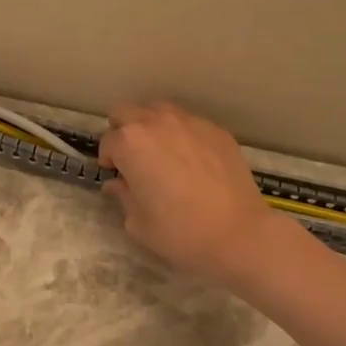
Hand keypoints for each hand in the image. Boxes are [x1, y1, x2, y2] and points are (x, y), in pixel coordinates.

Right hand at [99, 102, 277, 286]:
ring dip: (152, 128)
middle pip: (127, 112)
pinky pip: (190, 124)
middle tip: (132, 159)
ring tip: (162, 155)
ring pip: (159, 111)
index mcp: (130, 143)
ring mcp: (190, 122)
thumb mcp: (138, 222)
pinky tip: (193, 163)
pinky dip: (183, 136)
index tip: (116, 176)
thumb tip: (118, 184)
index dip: (108, 160)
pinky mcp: (217, 131)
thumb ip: (123, 195)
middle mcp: (157, 123)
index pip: (107, 142)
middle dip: (123, 132)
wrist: (238, 234)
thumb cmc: (179, 232)